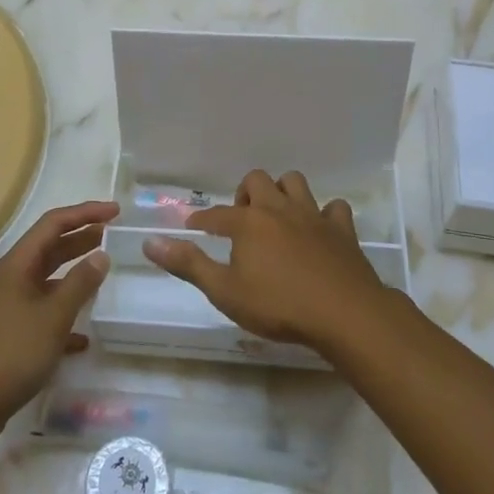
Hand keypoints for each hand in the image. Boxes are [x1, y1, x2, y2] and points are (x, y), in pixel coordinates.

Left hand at [0, 200, 114, 433]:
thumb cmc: (12, 352)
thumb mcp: (53, 316)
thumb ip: (80, 283)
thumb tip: (101, 254)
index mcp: (18, 264)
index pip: (54, 223)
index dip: (85, 213)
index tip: (116, 211)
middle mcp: (13, 277)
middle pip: (51, 246)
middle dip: (81, 237)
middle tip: (114, 233)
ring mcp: (11, 304)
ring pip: (49, 278)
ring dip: (75, 272)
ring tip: (104, 270)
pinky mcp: (12, 331)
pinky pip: (44, 310)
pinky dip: (65, 312)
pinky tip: (85, 335)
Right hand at [143, 170, 388, 351]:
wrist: (343, 312)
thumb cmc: (278, 305)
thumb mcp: (225, 292)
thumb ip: (189, 265)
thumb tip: (150, 242)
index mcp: (248, 222)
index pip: (216, 215)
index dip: (202, 219)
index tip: (193, 225)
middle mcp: (278, 209)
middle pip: (257, 181)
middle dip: (245, 194)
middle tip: (241, 221)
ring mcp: (313, 215)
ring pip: (294, 182)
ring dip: (283, 192)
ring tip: (276, 215)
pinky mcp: (341, 229)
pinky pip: (334, 208)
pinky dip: (325, 214)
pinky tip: (319, 229)